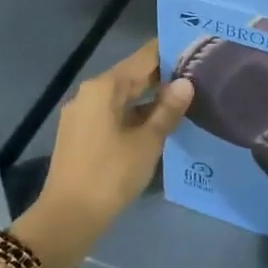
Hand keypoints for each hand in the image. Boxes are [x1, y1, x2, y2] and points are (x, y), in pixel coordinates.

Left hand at [17, 39, 192, 267]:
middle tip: (198, 74)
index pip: (144, 57)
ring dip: (151, 98)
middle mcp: (90, 93)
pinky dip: (136, 114)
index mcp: (104, 87)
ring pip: (123, 97)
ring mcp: (83, 114)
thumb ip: (168, 110)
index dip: (170, 52)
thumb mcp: (147, 141)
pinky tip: (159, 123)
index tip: (197, 49)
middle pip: (132, 76)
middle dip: (163, 76)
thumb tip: (187, 83)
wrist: (68, 217)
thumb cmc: (110, 174)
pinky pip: (114, 114)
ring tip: (185, 99)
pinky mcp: (81, 135)